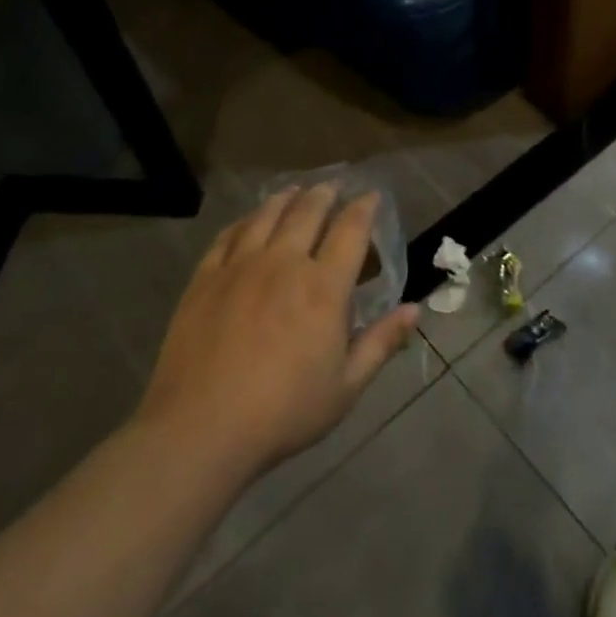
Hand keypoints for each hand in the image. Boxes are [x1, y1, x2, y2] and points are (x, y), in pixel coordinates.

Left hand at [139, 185, 420, 482]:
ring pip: (267, 215)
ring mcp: (240, 266)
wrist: (200, 429)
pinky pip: (228, 236)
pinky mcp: (205, 278)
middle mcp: (284, 263)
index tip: (371, 195)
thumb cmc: (283, 412)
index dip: (364, 207)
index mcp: (324, 287)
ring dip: (287, 198)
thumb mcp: (345, 387)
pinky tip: (248, 221)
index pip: (350, 230)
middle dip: (325, 194)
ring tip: (296, 190)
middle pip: (308, 212)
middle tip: (333, 186)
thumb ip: (381, 343)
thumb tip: (415, 310)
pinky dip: (245, 221)